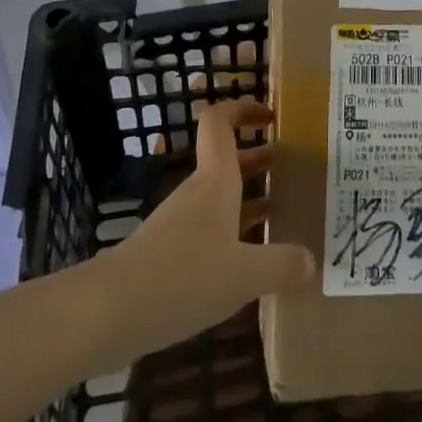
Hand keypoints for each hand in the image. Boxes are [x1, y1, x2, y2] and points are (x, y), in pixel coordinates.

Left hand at [104, 98, 314, 360]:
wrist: (107, 313)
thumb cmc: (181, 276)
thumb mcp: (243, 274)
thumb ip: (281, 265)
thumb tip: (314, 261)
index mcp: (216, 179)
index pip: (221, 121)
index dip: (243, 108)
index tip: (271, 114)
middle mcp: (198, 192)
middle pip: (228, 159)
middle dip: (260, 157)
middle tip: (295, 166)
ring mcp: (180, 223)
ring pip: (220, 196)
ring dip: (249, 196)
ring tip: (284, 211)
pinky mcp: (168, 255)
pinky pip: (209, 230)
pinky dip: (233, 232)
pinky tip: (250, 261)